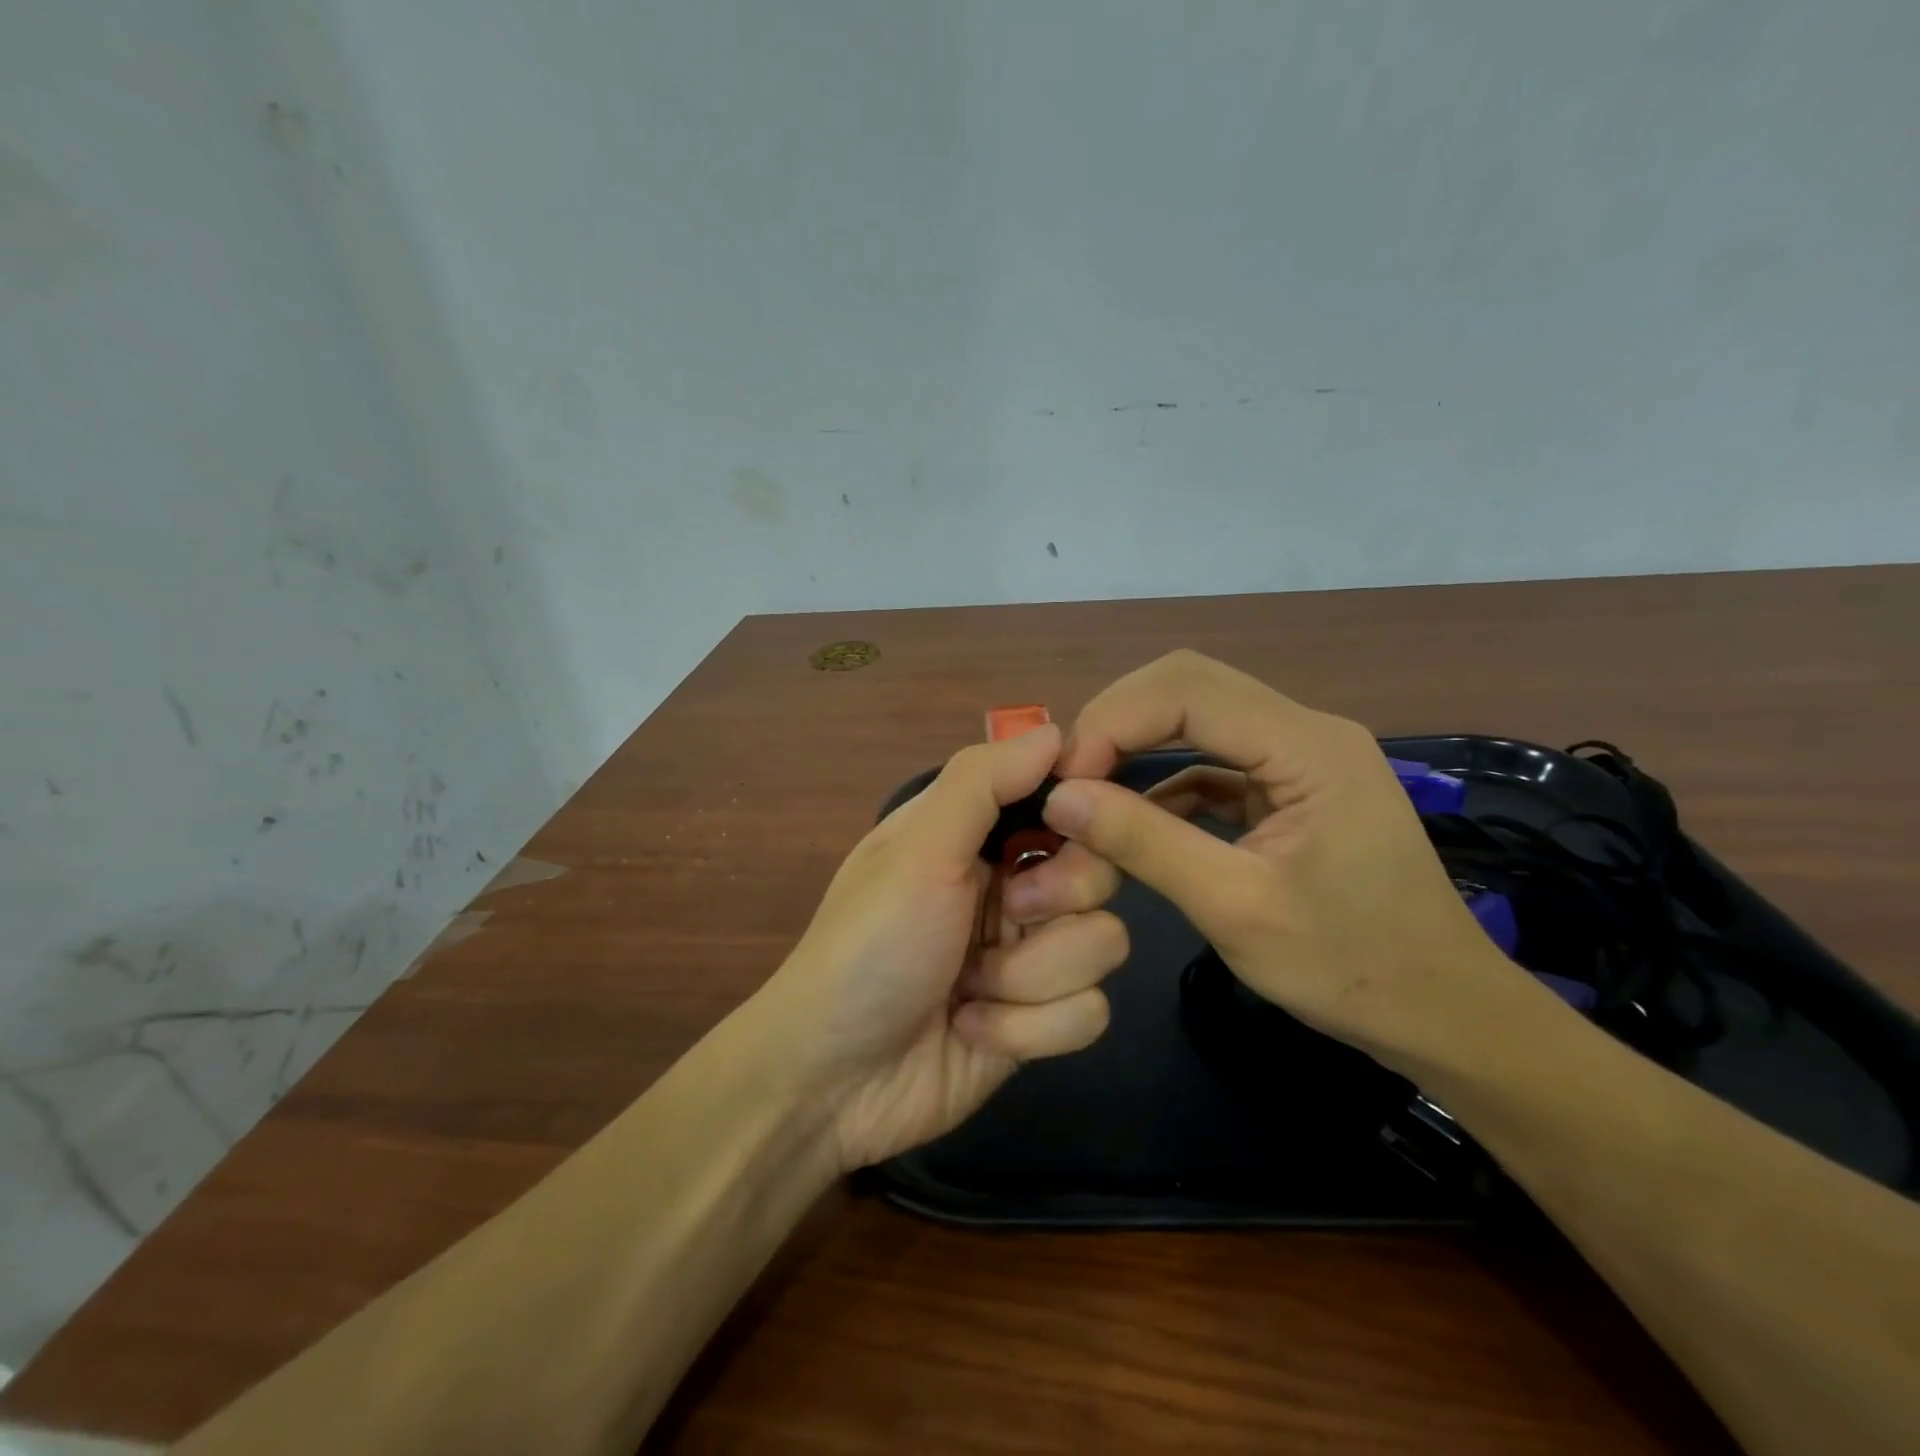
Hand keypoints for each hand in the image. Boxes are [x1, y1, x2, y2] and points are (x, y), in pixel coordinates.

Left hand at [757, 724, 1127, 1171]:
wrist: (833, 1081)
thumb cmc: (868, 947)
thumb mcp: (916, 851)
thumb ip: (981, 782)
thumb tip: (1057, 730)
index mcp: (978, 835)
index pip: (1062, 798)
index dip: (1083, 804)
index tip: (1080, 820)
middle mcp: (1012, 886)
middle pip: (1100, 871)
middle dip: (1055, 900)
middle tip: (1009, 913)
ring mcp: (1031, 957)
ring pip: (1103, 944)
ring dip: (1029, 978)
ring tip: (966, 989)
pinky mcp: (1042, 1022)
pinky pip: (1089, 1013)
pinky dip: (1027, 1029)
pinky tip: (971, 1029)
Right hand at [1037, 650, 1534, 1072]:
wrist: (1441, 1014)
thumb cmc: (1350, 967)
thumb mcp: (1236, 908)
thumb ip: (1146, 844)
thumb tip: (1061, 798)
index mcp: (1308, 746)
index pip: (1187, 688)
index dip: (1113, 721)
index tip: (1065, 781)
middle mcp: (1305, 730)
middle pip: (1188, 686)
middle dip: (1117, 724)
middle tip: (1068, 781)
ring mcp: (1298, 755)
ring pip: (1195, 717)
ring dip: (1134, 748)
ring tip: (1087, 795)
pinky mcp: (1288, 785)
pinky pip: (1211, 760)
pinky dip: (1162, 782)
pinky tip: (1132, 818)